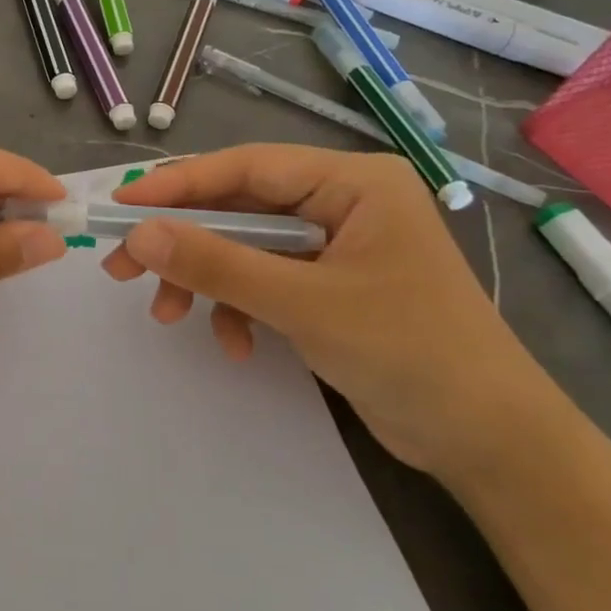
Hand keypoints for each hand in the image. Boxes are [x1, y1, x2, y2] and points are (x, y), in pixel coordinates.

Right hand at [102, 145, 548, 474]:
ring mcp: (335, 243)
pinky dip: (239, 307)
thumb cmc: (409, 353)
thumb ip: (217, 263)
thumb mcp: (302, 304)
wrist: (490, 442)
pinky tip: (237, 345)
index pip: (246, 167)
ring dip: (206, 280)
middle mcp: (342, 200)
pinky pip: (264, 278)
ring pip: (244, 245)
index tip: (119, 206)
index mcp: (352, 181)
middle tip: (123, 267)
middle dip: (184, 242)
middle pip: (239, 206)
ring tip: (170, 316)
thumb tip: (138, 234)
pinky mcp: (329, 283)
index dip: (177, 185)